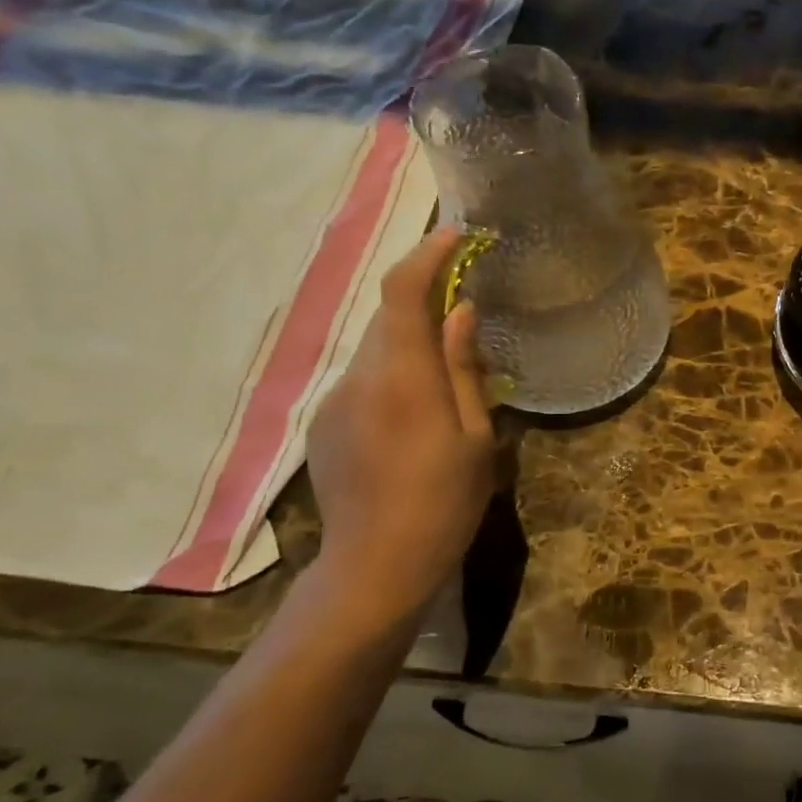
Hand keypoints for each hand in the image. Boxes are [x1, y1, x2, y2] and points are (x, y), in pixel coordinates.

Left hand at [307, 229, 493, 626]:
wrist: (376, 565)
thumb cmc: (444, 503)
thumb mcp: (476, 438)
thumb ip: (464, 369)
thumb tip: (461, 312)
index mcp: (403, 378)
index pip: (403, 292)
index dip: (427, 255)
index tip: (456, 236)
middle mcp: (359, 377)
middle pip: (388, 315)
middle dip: (424, 296)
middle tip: (464, 303)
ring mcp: (335, 401)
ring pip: (376, 348)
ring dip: (409, 338)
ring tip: (446, 366)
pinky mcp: (325, 424)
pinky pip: (363, 379)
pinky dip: (392, 371)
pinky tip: (415, 411)